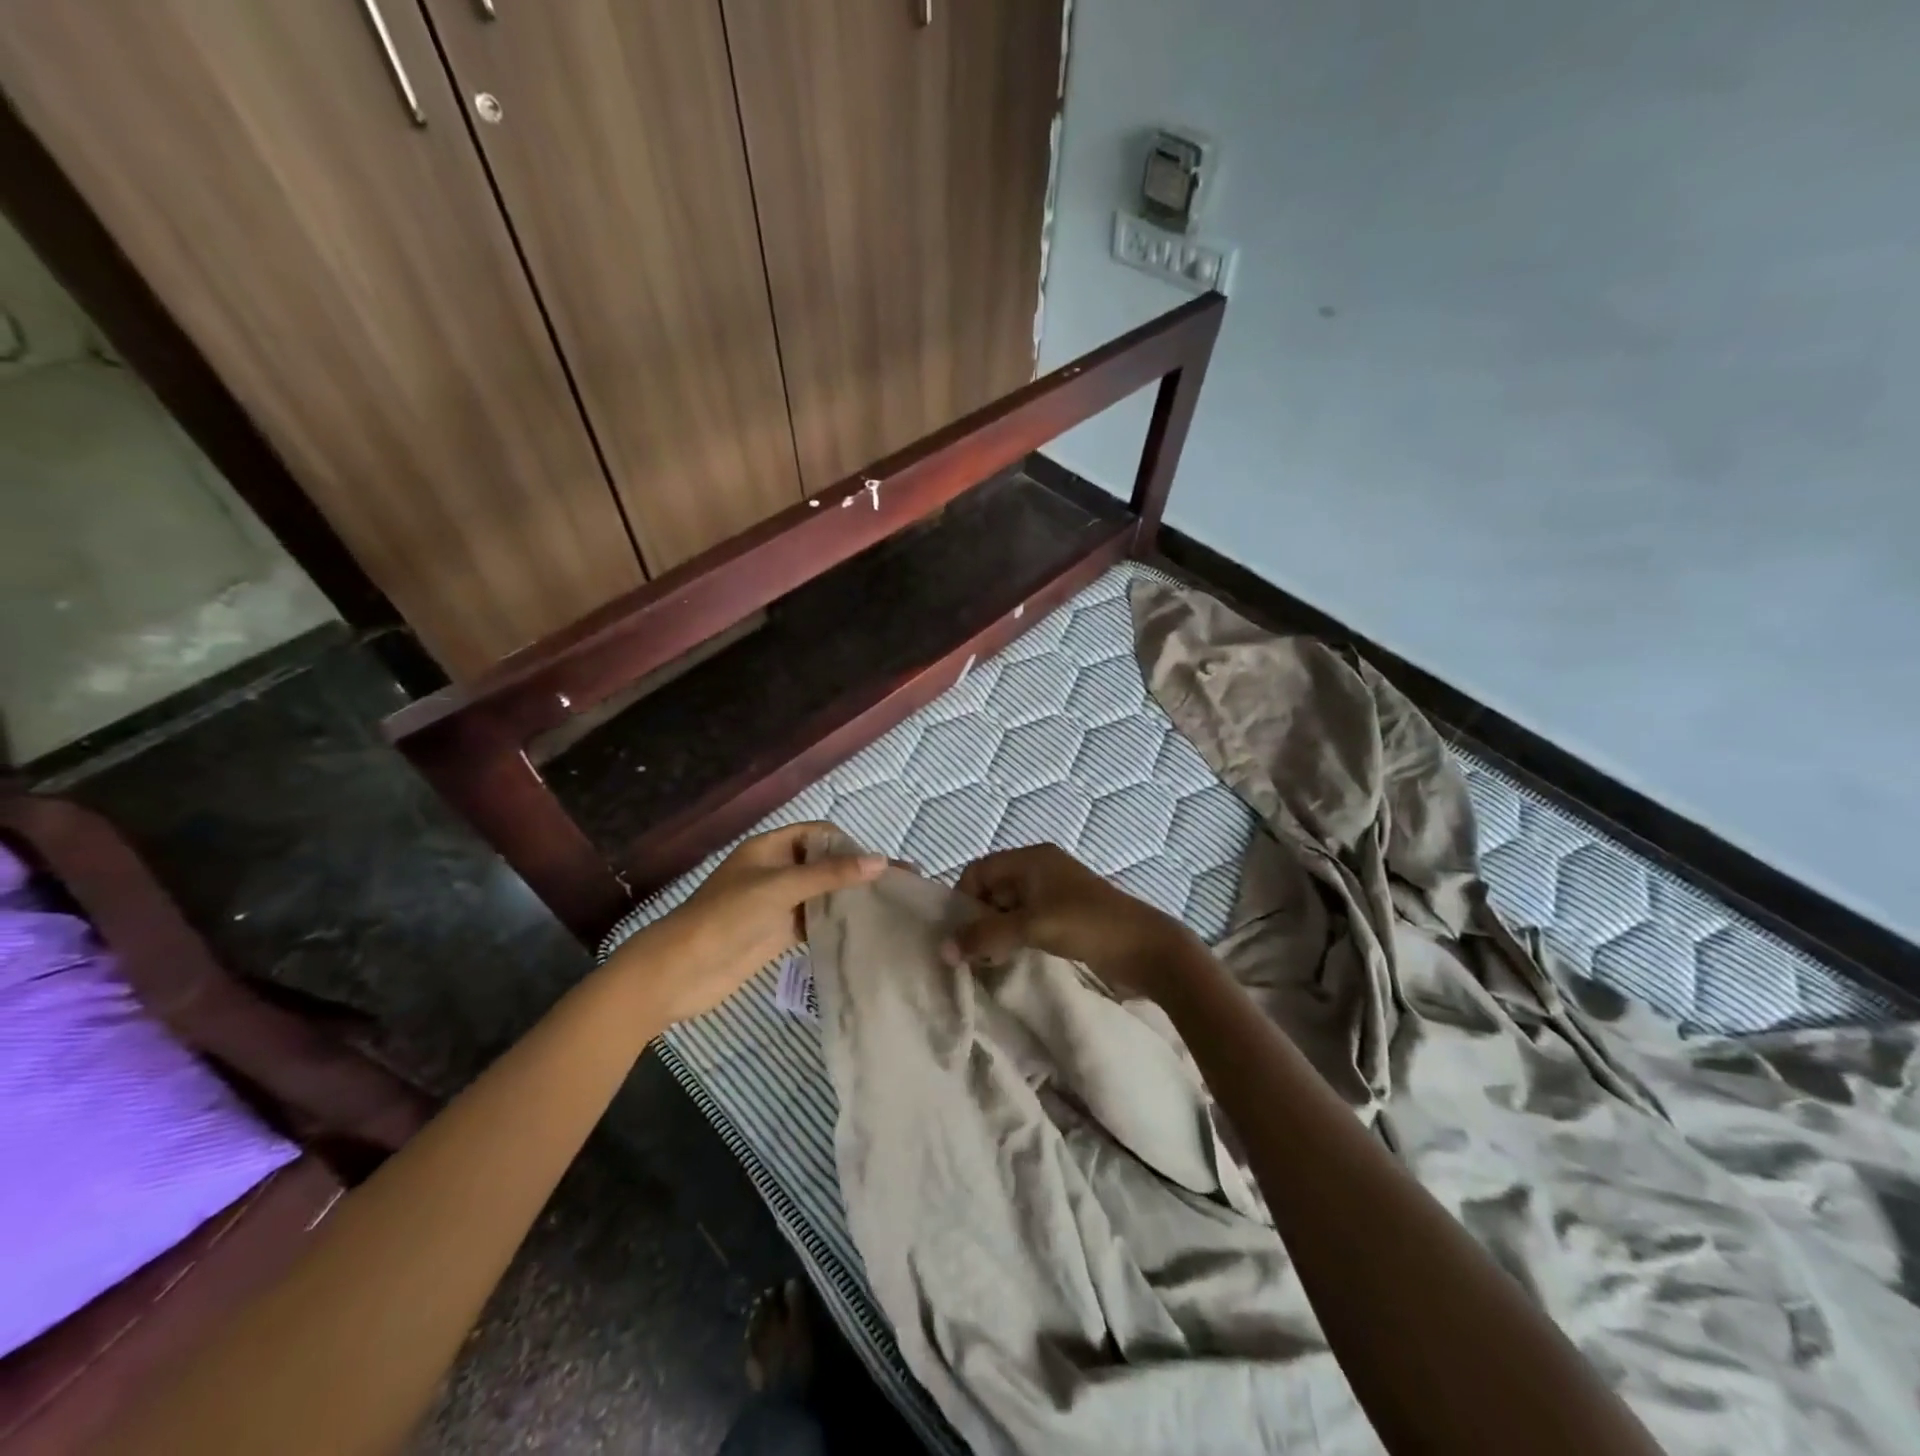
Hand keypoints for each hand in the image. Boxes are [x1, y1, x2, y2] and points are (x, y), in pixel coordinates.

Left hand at [608, 823, 884, 1024]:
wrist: (681, 971)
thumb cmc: (727, 916)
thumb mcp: (780, 888)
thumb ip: (830, 874)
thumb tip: (882, 861)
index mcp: (770, 847)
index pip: (818, 834)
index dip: (848, 843)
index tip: (878, 862)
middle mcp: (776, 870)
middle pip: (824, 863)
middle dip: (857, 870)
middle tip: (899, 882)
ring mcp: (778, 903)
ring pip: (822, 894)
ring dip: (851, 897)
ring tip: (891, 904)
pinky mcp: (778, 933)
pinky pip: (815, 921)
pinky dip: (838, 922)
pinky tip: (866, 928)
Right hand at [946, 844, 1204, 1000]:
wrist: (1147, 948)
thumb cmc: (1088, 925)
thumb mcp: (1032, 927)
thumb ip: (986, 936)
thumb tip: (943, 949)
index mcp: (1032, 859)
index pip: (979, 870)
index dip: (964, 899)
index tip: (960, 933)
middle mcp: (1040, 869)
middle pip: (992, 888)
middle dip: (978, 918)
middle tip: (973, 952)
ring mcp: (1054, 893)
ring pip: (1008, 908)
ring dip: (996, 932)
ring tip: (990, 960)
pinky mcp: (1064, 916)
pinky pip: (1026, 922)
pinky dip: (1014, 938)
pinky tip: (1011, 960)